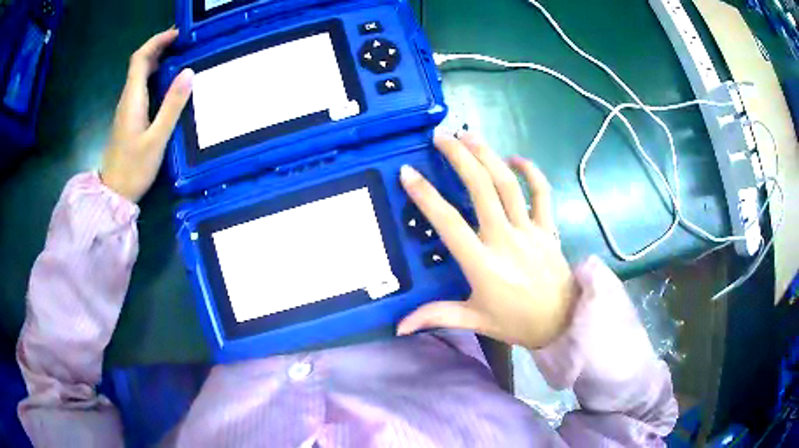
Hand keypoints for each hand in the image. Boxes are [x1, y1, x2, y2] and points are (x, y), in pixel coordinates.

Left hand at [101, 29, 193, 201]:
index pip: (140, 58)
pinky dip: (153, 76)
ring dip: (157, 60)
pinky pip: (140, 88)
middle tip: (183, 43)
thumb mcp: (157, 138)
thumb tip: (188, 72)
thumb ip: (172, 105)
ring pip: (139, 75)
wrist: (114, 194)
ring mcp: (126, 109)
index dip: (156, 41)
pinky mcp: (128, 118)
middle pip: (139, 63)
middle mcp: (127, 99)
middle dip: (159, 47)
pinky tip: (167, 82)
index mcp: (132, 99)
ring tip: (179, 57)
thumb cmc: (134, 169)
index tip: (177, 34)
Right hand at [397, 132, 578, 348]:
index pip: (449, 223)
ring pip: (508, 184)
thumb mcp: (475, 320)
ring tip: (469, 136)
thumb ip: (437, 317)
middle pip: (481, 189)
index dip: (426, 196)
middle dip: (459, 158)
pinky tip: (516, 158)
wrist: (561, 322)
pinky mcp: (548, 228)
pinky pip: (542, 193)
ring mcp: (529, 230)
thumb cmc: (516, 322)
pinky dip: (531, 172)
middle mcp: (505, 239)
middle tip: (441, 137)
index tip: (408, 173)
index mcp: (483, 264)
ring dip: (488, 156)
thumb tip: (399, 326)